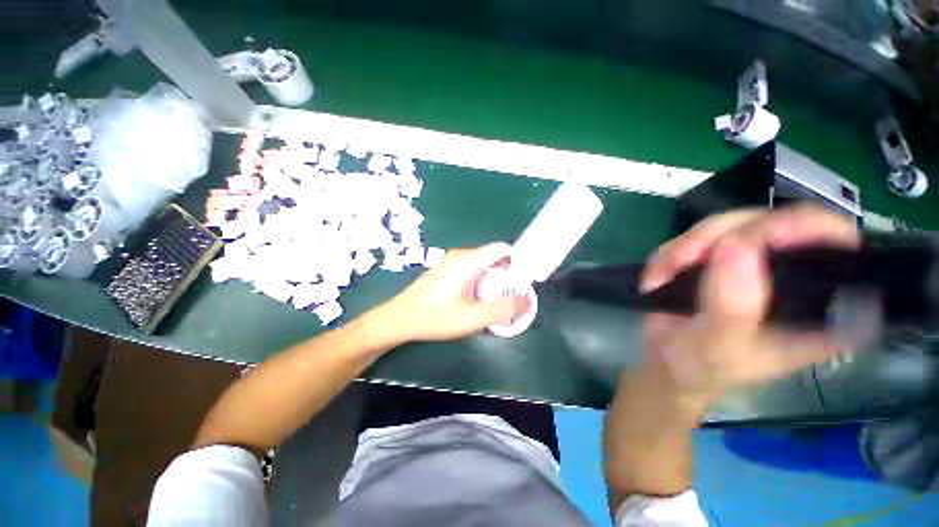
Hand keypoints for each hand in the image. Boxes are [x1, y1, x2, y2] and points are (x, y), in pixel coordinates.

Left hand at [371, 243, 528, 342]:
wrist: (400, 318)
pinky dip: (479, 281)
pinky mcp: (445, 269)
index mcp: (469, 260)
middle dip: (505, 276)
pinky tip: (472, 301)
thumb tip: (527, 300)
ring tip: (489, 302)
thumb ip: (503, 308)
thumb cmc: (436, 317)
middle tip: (505, 298)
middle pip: (493, 258)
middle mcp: (461, 255)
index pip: (503, 249)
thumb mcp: (473, 317)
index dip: (517, 262)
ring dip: (491, 281)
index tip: (520, 283)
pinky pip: (470, 270)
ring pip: (482, 265)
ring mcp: (451, 261)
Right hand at [637, 205, 860, 406]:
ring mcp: (757, 261)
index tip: (751, 238)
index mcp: (820, 305)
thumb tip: (734, 247)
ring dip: (686, 246)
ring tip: (662, 276)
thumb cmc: (701, 366)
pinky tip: (662, 275)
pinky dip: (672, 251)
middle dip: (719, 237)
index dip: (802, 229)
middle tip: (682, 259)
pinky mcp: (723, 256)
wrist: (667, 361)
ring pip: (730, 223)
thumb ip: (732, 308)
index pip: (836, 244)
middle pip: (774, 221)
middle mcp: (796, 274)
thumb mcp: (717, 347)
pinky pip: (698, 235)